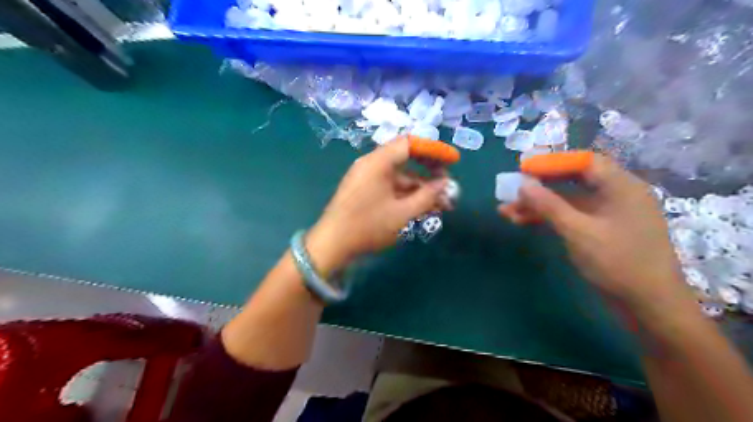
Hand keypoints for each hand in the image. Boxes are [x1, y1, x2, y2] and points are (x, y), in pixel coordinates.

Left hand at [305, 135, 445, 273]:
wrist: (332, 245)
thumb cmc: (367, 226)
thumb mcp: (402, 213)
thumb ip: (427, 197)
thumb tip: (444, 185)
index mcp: (378, 162)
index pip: (410, 144)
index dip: (434, 150)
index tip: (454, 160)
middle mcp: (371, 164)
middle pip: (405, 158)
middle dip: (430, 171)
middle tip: (447, 184)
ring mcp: (366, 178)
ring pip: (399, 176)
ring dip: (420, 187)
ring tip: (441, 204)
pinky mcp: (364, 191)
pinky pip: (390, 186)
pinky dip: (406, 194)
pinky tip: (422, 207)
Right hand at [499, 153, 696, 316]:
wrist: (649, 306)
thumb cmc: (618, 263)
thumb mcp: (578, 231)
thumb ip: (549, 205)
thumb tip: (523, 185)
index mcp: (621, 186)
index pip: (583, 161)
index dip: (551, 162)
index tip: (523, 168)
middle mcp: (616, 194)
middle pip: (572, 180)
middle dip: (539, 186)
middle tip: (511, 190)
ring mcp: (608, 214)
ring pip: (567, 201)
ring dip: (538, 205)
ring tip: (507, 211)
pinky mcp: (600, 231)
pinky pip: (571, 216)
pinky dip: (549, 218)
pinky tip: (524, 222)